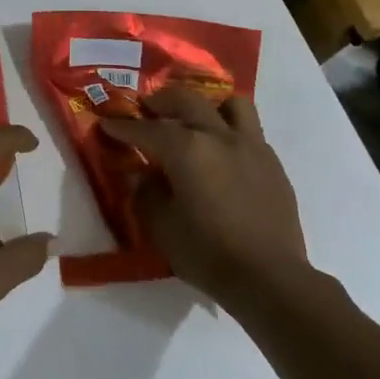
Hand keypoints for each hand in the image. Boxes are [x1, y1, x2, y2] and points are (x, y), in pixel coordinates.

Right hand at [97, 86, 309, 307]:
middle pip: (187, 101)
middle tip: (148, 107)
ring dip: (208, 107)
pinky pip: (250, 132)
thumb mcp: (161, 228)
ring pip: (231, 104)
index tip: (107, 123)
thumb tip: (145, 176)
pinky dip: (230, 132)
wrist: (270, 278)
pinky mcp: (272, 163)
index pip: (146, 130)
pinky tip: (223, 155)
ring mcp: (251, 146)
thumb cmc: (208, 253)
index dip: (123, 127)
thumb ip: (147, 194)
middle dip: (162, 100)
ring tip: (196, 121)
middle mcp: (219, 137)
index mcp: (186, 150)